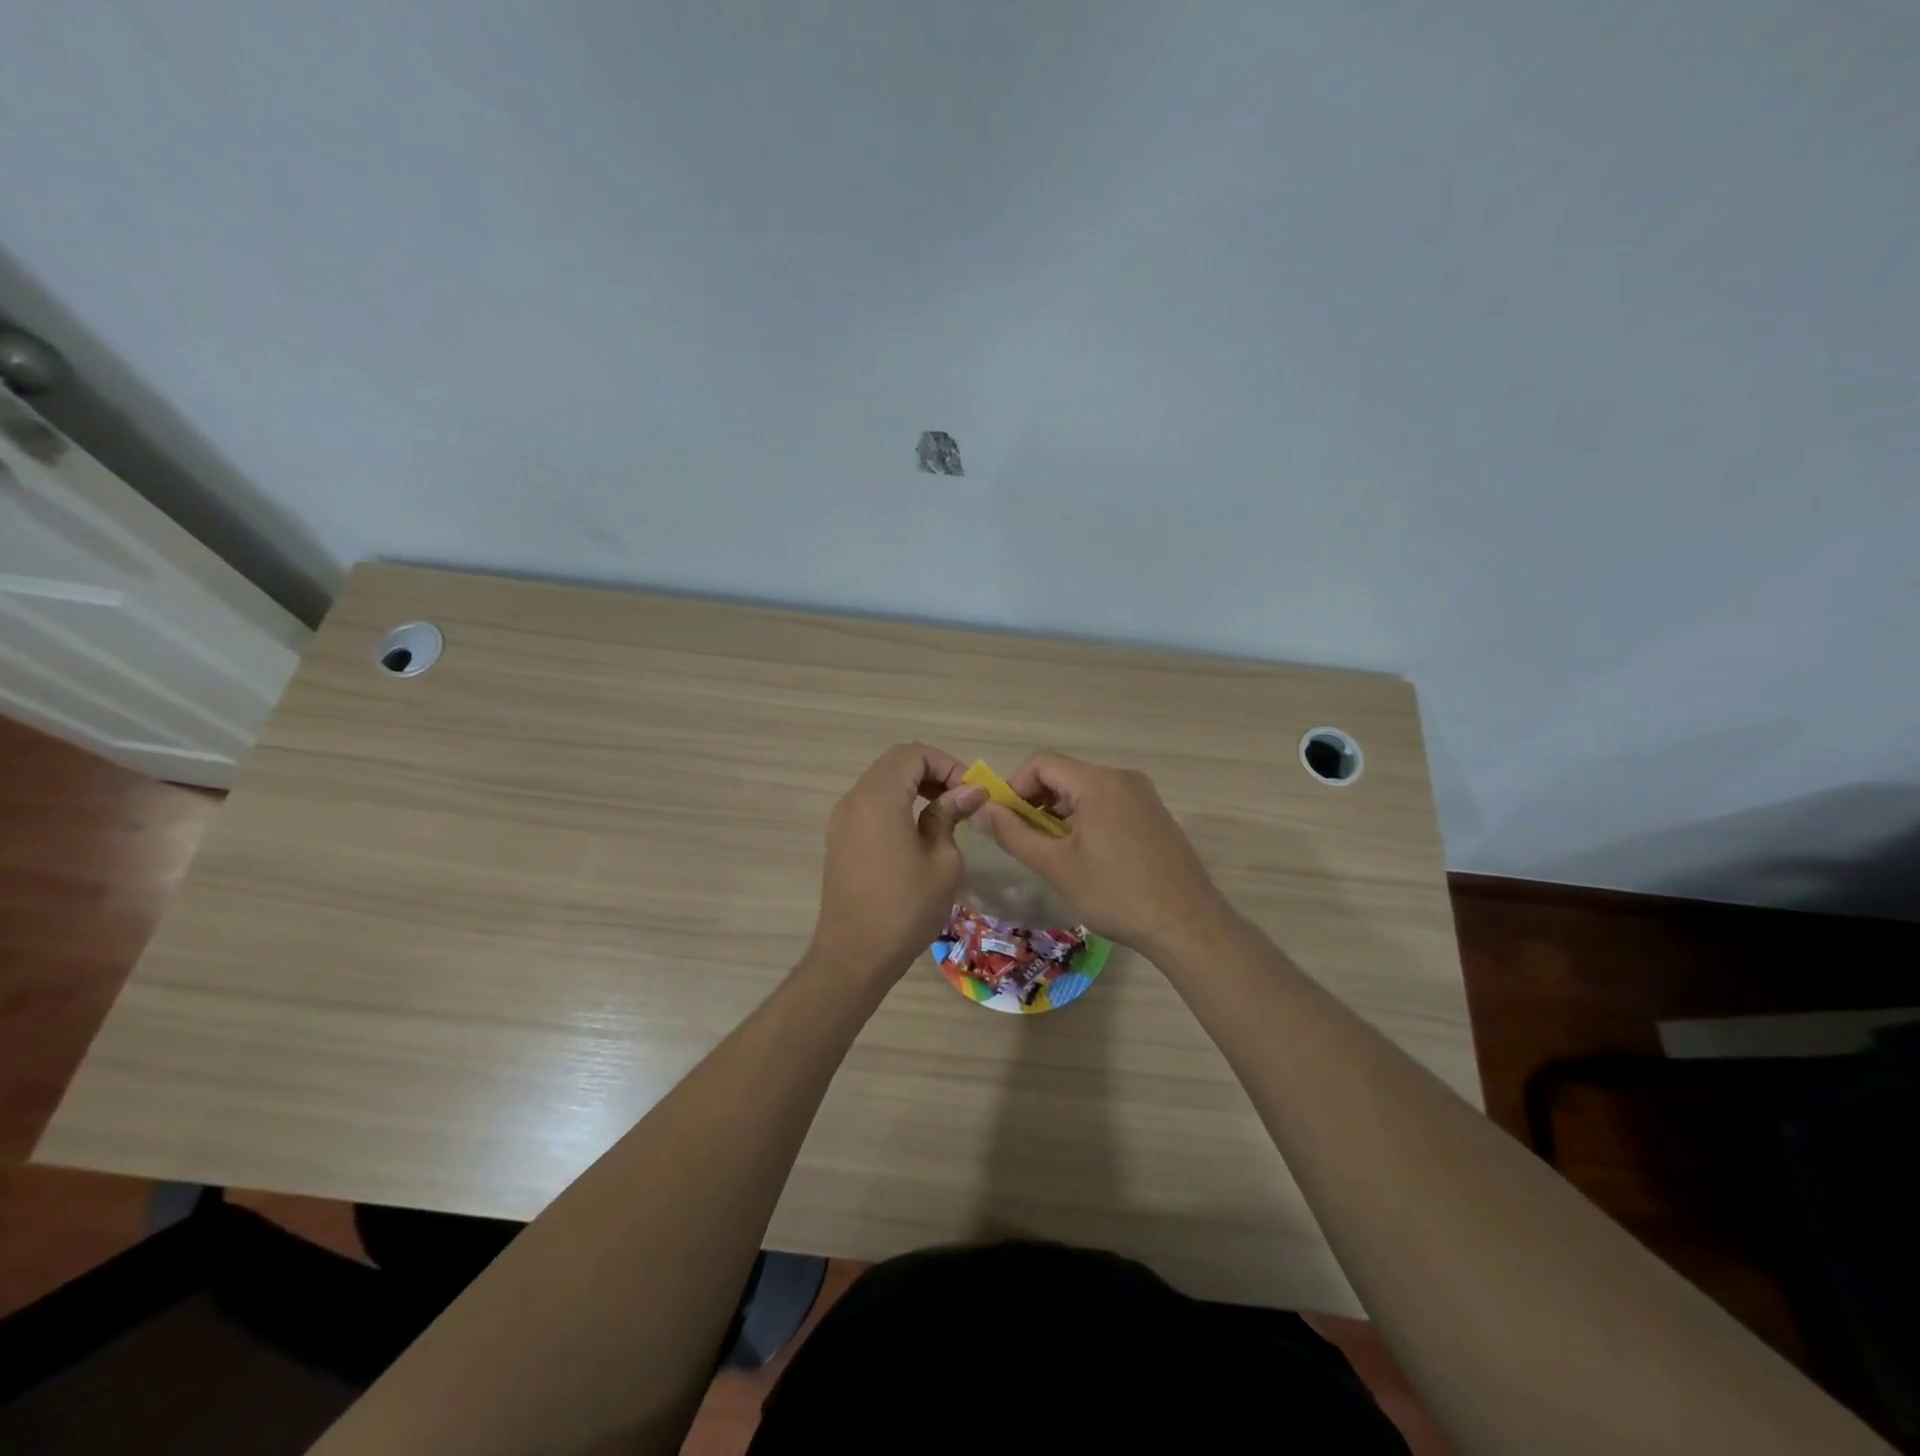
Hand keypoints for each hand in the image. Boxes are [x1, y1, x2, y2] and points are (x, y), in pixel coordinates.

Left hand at [808, 743, 986, 985]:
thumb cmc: (905, 908)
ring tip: (945, 813)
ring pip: (881, 781)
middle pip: (895, 763)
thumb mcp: (942, 861)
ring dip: (914, 786)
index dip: (947, 764)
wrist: (854, 956)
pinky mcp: (840, 838)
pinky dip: (897, 803)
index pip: (914, 754)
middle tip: (961, 798)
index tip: (971, 792)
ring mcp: (842, 819)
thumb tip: (969, 792)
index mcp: (879, 798)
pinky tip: (919, 830)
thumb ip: (951, 816)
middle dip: (932, 771)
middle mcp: (854, 799)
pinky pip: (870, 804)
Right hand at [975, 752, 1226, 956]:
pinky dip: (1086, 821)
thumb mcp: (1056, 866)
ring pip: (1085, 791)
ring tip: (1053, 855)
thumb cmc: (1116, 894)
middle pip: (1064, 775)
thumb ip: (1013, 834)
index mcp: (1098, 782)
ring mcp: (1143, 796)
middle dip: (1036, 803)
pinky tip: (1086, 858)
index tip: (1006, 823)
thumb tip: (981, 810)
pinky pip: (1108, 804)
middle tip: (1026, 843)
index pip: (1041, 763)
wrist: (1188, 925)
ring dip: (1060, 815)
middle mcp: (1122, 778)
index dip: (1014, 787)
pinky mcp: (1154, 815)